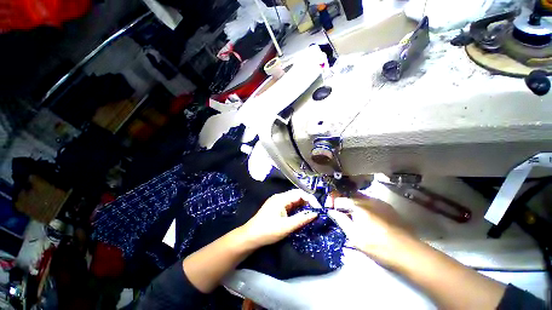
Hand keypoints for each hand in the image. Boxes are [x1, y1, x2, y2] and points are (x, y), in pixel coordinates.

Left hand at [239, 189, 317, 247]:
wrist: (250, 237)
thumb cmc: (268, 231)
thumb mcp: (286, 226)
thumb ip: (301, 219)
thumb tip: (315, 213)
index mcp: (281, 198)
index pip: (299, 193)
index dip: (310, 199)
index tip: (318, 208)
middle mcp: (279, 197)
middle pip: (296, 195)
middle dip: (307, 202)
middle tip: (316, 212)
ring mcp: (277, 202)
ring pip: (293, 200)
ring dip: (302, 205)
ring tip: (311, 213)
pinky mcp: (276, 207)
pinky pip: (289, 205)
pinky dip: (296, 209)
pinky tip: (300, 215)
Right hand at [327, 195, 412, 264]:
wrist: (407, 252)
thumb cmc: (377, 246)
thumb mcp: (354, 237)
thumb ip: (341, 221)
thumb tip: (331, 211)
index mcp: (358, 206)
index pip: (339, 200)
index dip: (333, 205)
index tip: (331, 211)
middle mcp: (367, 199)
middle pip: (349, 196)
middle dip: (343, 202)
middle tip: (342, 213)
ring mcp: (379, 201)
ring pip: (360, 197)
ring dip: (353, 203)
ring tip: (353, 215)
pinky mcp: (387, 206)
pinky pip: (370, 201)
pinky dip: (364, 205)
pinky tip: (367, 215)